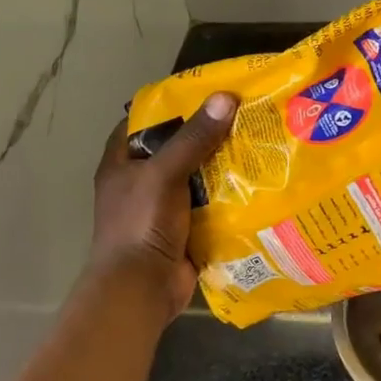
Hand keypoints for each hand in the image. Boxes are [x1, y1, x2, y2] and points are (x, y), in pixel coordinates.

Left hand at [87, 94, 236, 319]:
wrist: (141, 289)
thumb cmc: (141, 223)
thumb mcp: (165, 173)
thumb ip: (194, 138)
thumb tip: (226, 98)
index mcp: (122, 163)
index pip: (143, 121)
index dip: (171, 104)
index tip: (206, 92)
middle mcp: (141, 181)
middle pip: (177, 148)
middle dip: (207, 134)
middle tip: (244, 115)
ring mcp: (163, 207)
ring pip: (197, 176)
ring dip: (223, 165)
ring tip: (258, 142)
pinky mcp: (185, 228)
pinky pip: (210, 203)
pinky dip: (230, 194)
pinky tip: (258, 181)